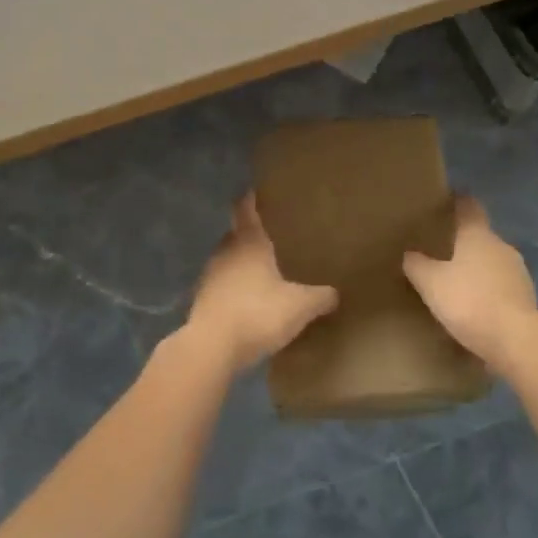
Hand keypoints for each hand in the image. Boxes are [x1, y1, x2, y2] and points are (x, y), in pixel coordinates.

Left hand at [184, 194, 338, 374]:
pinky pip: (221, 285)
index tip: (255, 191)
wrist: (211, 347)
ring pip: (228, 260)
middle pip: (236, 234)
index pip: (245, 209)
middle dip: (251, 235)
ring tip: (262, 272)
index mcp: (249, 242)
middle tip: (272, 237)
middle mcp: (226, 251)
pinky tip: (248, 302)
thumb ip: (319, 297)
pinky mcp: (202, 300)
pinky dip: (233, 288)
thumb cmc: (257, 313)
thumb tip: (335, 293)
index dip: (250, 198)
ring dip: (242, 264)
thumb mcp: (299, 306)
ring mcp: (210, 275)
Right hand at [402, 195, 537, 368]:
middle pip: (481, 236)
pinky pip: (501, 287)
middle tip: (443, 250)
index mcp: (478, 235)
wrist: (516, 341)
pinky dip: (489, 292)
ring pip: (493, 262)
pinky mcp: (527, 298)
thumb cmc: (469, 301)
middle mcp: (501, 247)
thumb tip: (410, 254)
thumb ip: (417, 265)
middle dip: (464, 242)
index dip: (459, 201)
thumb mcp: (431, 283)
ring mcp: (518, 273)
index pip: (469, 207)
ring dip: (478, 269)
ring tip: (458, 283)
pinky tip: (475, 308)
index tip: (449, 199)